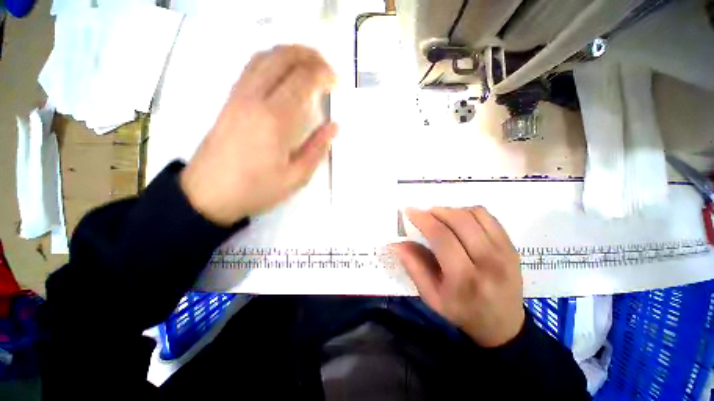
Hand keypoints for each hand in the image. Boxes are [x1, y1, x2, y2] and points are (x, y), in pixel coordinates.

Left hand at [180, 45, 336, 225]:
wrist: (209, 194)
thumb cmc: (257, 189)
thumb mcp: (296, 177)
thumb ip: (317, 149)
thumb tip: (334, 126)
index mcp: (275, 119)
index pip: (303, 80)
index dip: (324, 75)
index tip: (337, 84)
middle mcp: (254, 98)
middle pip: (283, 58)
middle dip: (310, 56)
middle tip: (327, 68)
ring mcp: (238, 96)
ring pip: (264, 57)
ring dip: (290, 53)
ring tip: (309, 63)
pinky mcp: (229, 100)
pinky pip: (251, 67)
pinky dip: (271, 60)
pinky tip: (282, 71)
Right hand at [391, 207, 524, 347]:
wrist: (503, 325)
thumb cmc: (461, 311)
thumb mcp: (431, 296)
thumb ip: (413, 267)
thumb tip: (397, 243)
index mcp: (464, 278)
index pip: (441, 237)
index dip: (423, 219)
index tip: (410, 211)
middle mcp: (488, 261)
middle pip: (459, 220)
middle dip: (436, 211)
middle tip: (424, 214)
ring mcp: (504, 251)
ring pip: (474, 214)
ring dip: (452, 210)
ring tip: (440, 218)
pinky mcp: (511, 246)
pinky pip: (488, 216)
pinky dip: (469, 212)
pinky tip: (459, 221)